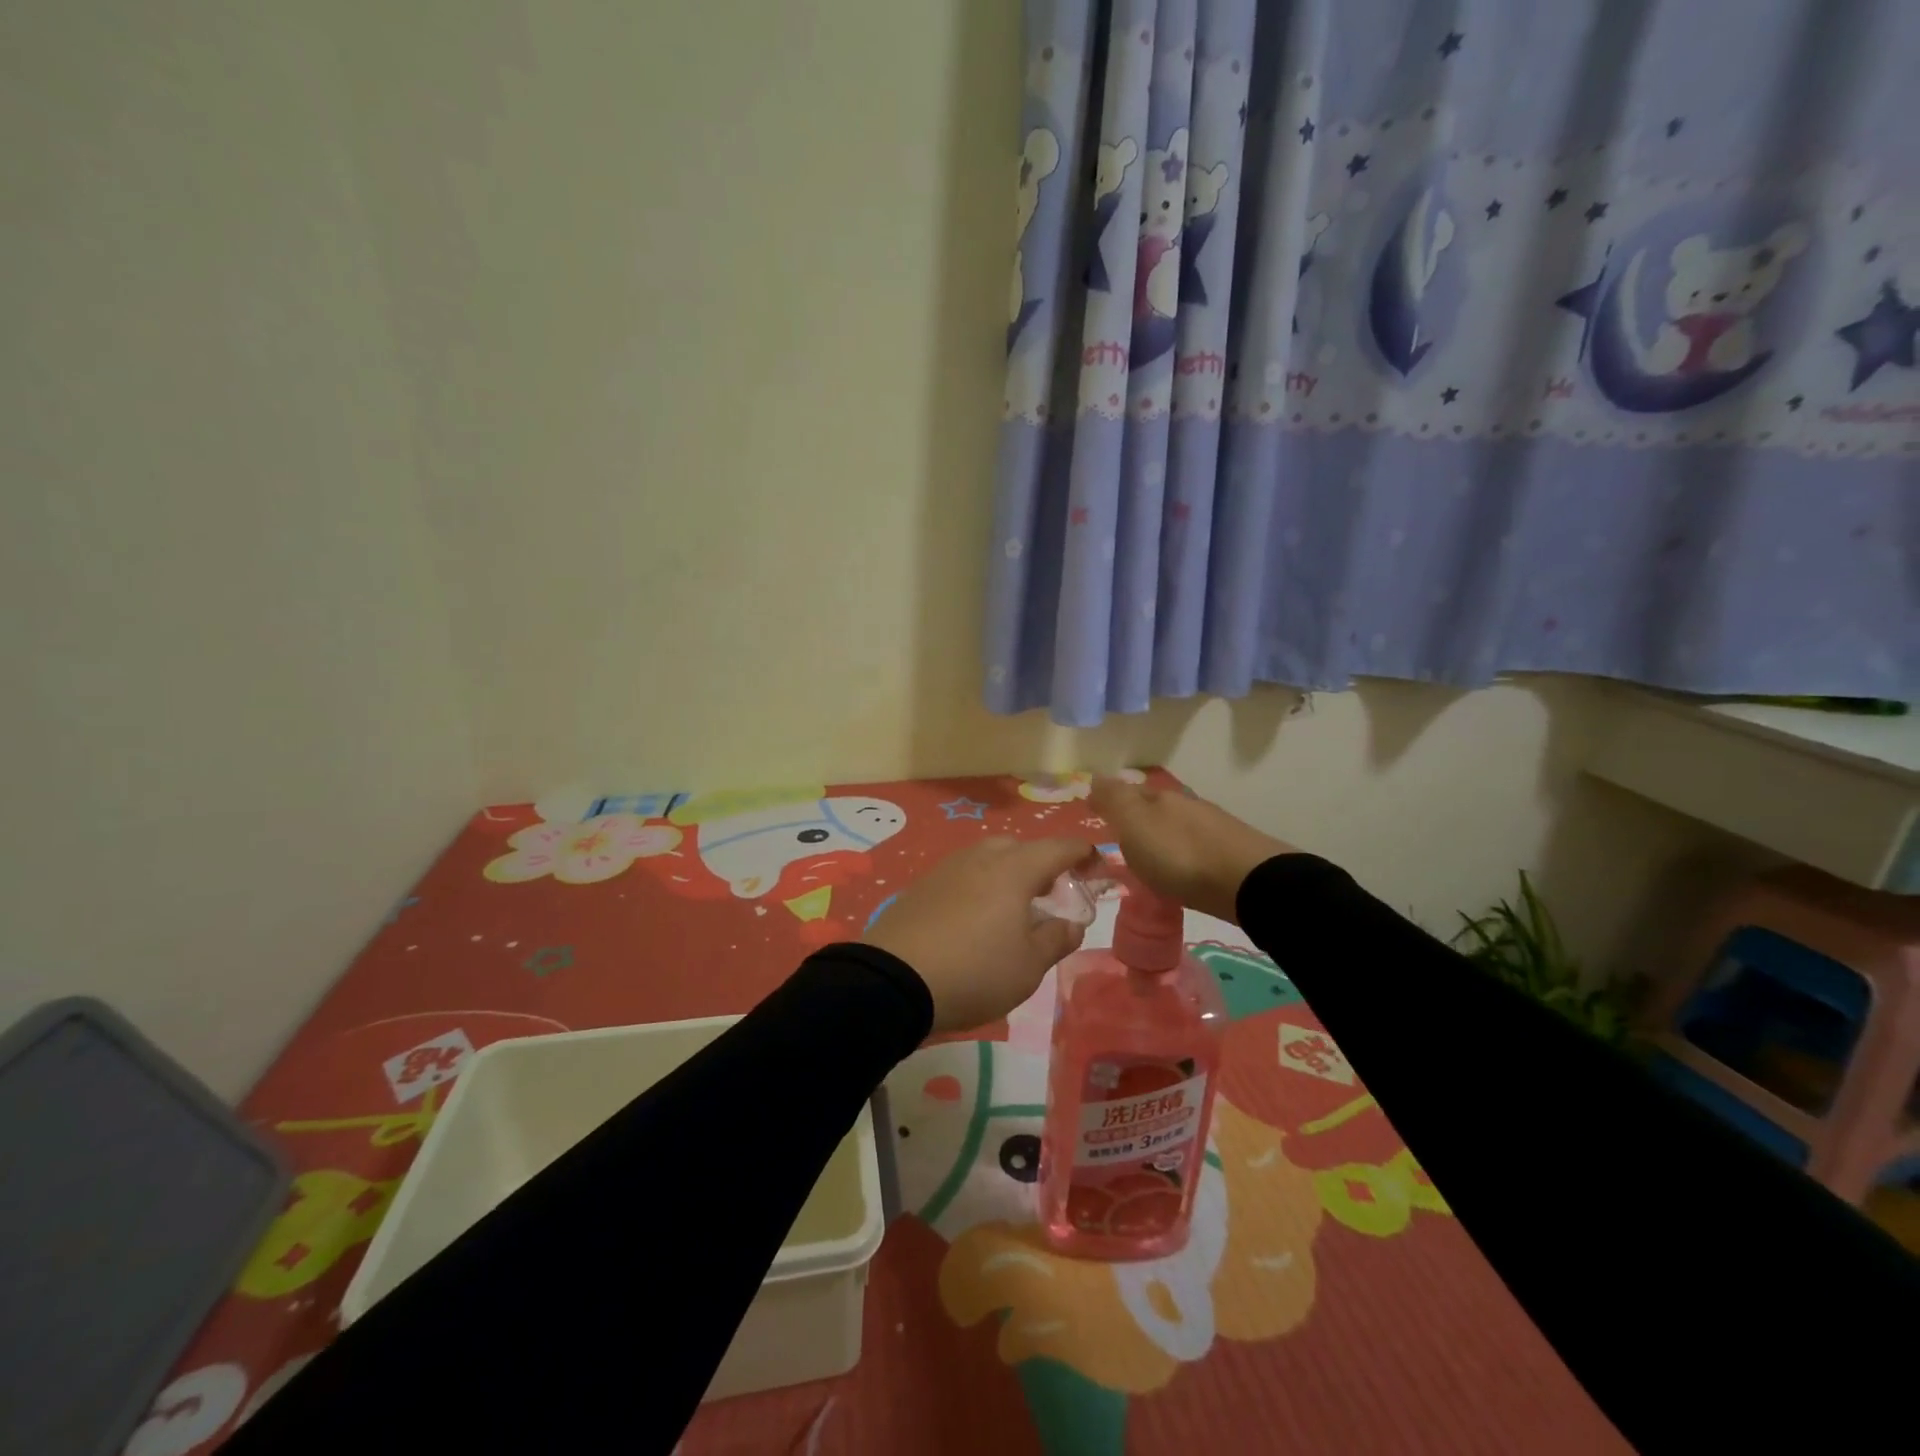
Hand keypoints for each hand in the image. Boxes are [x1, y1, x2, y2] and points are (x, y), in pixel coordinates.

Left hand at [865, 836, 1098, 1034]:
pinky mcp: (922, 885)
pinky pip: (963, 874)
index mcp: (1014, 869)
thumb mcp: (1029, 965)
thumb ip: (1057, 939)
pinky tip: (976, 916)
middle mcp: (981, 857)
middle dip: (1042, 863)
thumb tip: (1072, 923)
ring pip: (988, 857)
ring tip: (1014, 906)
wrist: (894, 980)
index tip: (1097, 867)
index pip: (1059, 848)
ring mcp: (947, 868)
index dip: (1083, 853)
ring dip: (1008, 873)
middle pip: (1020, 847)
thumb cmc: (976, 971)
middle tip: (1052, 892)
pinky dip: (980, 886)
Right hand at [1089, 777, 1290, 924]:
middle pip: (1153, 807)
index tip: (1094, 813)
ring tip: (1147, 860)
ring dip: (1160, 837)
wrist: (1248, 882)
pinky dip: (1181, 855)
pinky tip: (1179, 871)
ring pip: (1175, 826)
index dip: (1109, 800)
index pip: (1126, 791)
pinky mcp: (1231, 853)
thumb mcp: (1135, 824)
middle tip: (1117, 838)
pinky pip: (1194, 847)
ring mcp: (1212, 827)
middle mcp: (1185, 804)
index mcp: (1158, 796)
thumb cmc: (1179, 854)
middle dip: (1135, 818)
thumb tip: (1094, 777)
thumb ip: (1114, 800)